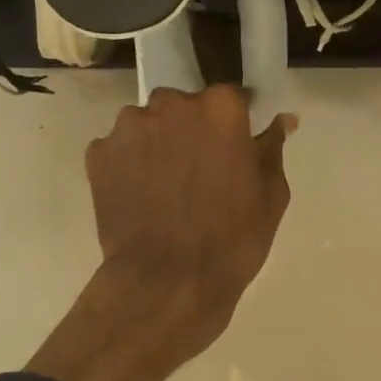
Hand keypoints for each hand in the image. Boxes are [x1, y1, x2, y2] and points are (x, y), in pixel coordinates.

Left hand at [86, 85, 294, 337]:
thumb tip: (282, 120)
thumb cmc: (233, 238)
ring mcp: (129, 127)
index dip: (235, 124)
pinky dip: (130, 165)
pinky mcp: (98, 154)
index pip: (232, 98)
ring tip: (166, 187)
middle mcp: (171, 104)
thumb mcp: (271, 194)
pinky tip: (141, 197)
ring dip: (158, 144)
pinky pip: (120, 149)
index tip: (236, 148)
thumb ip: (272, 148)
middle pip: (184, 107)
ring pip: (149, 125)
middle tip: (201, 171)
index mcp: (220, 108)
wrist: (169, 282)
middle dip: (192, 130)